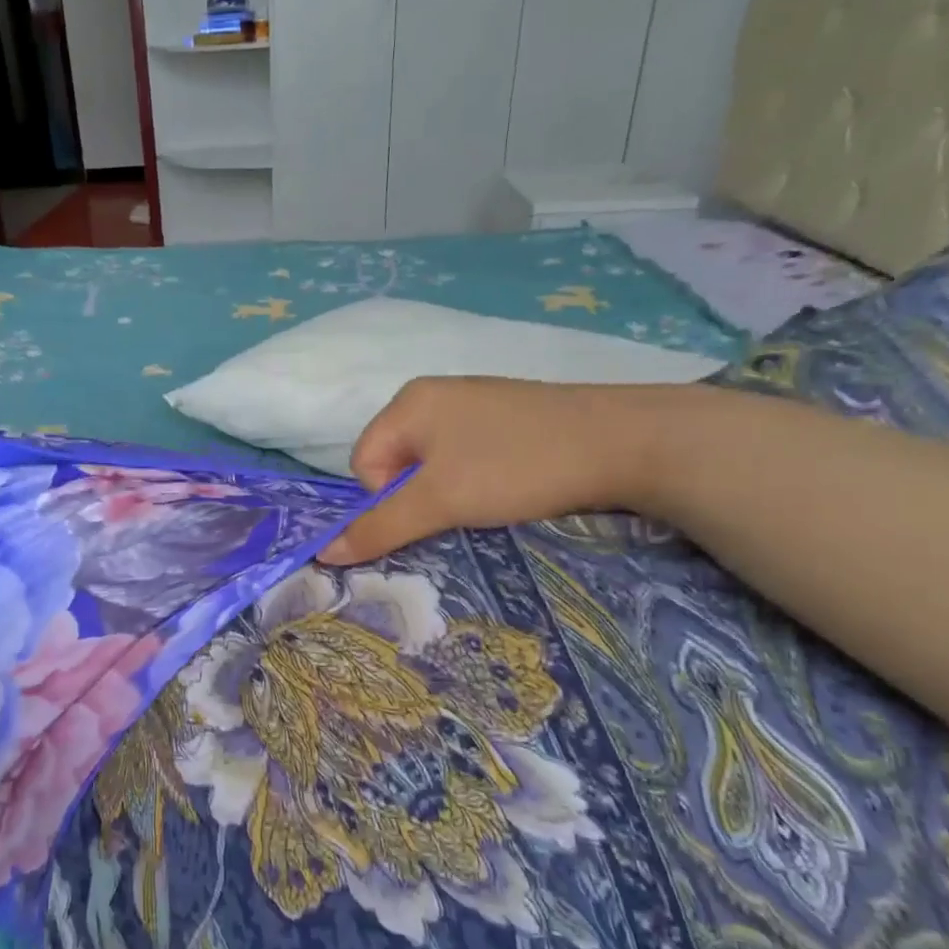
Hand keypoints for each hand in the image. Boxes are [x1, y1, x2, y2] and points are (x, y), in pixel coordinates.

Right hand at [318, 378, 679, 564]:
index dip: (386, 498)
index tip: (431, 511)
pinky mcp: (507, 418)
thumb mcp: (441, 501)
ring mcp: (473, 403)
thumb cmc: (516, 466)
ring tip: (488, 501)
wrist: (626, 442)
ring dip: (448, 493)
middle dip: (418, 496)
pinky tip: (509, 487)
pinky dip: (476, 480)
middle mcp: (434, 395)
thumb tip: (322, 553)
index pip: (364, 463)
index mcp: (408, 401)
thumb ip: (380, 527)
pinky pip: (465, 456)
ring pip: (432, 464)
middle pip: (396, 463)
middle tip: (459, 510)